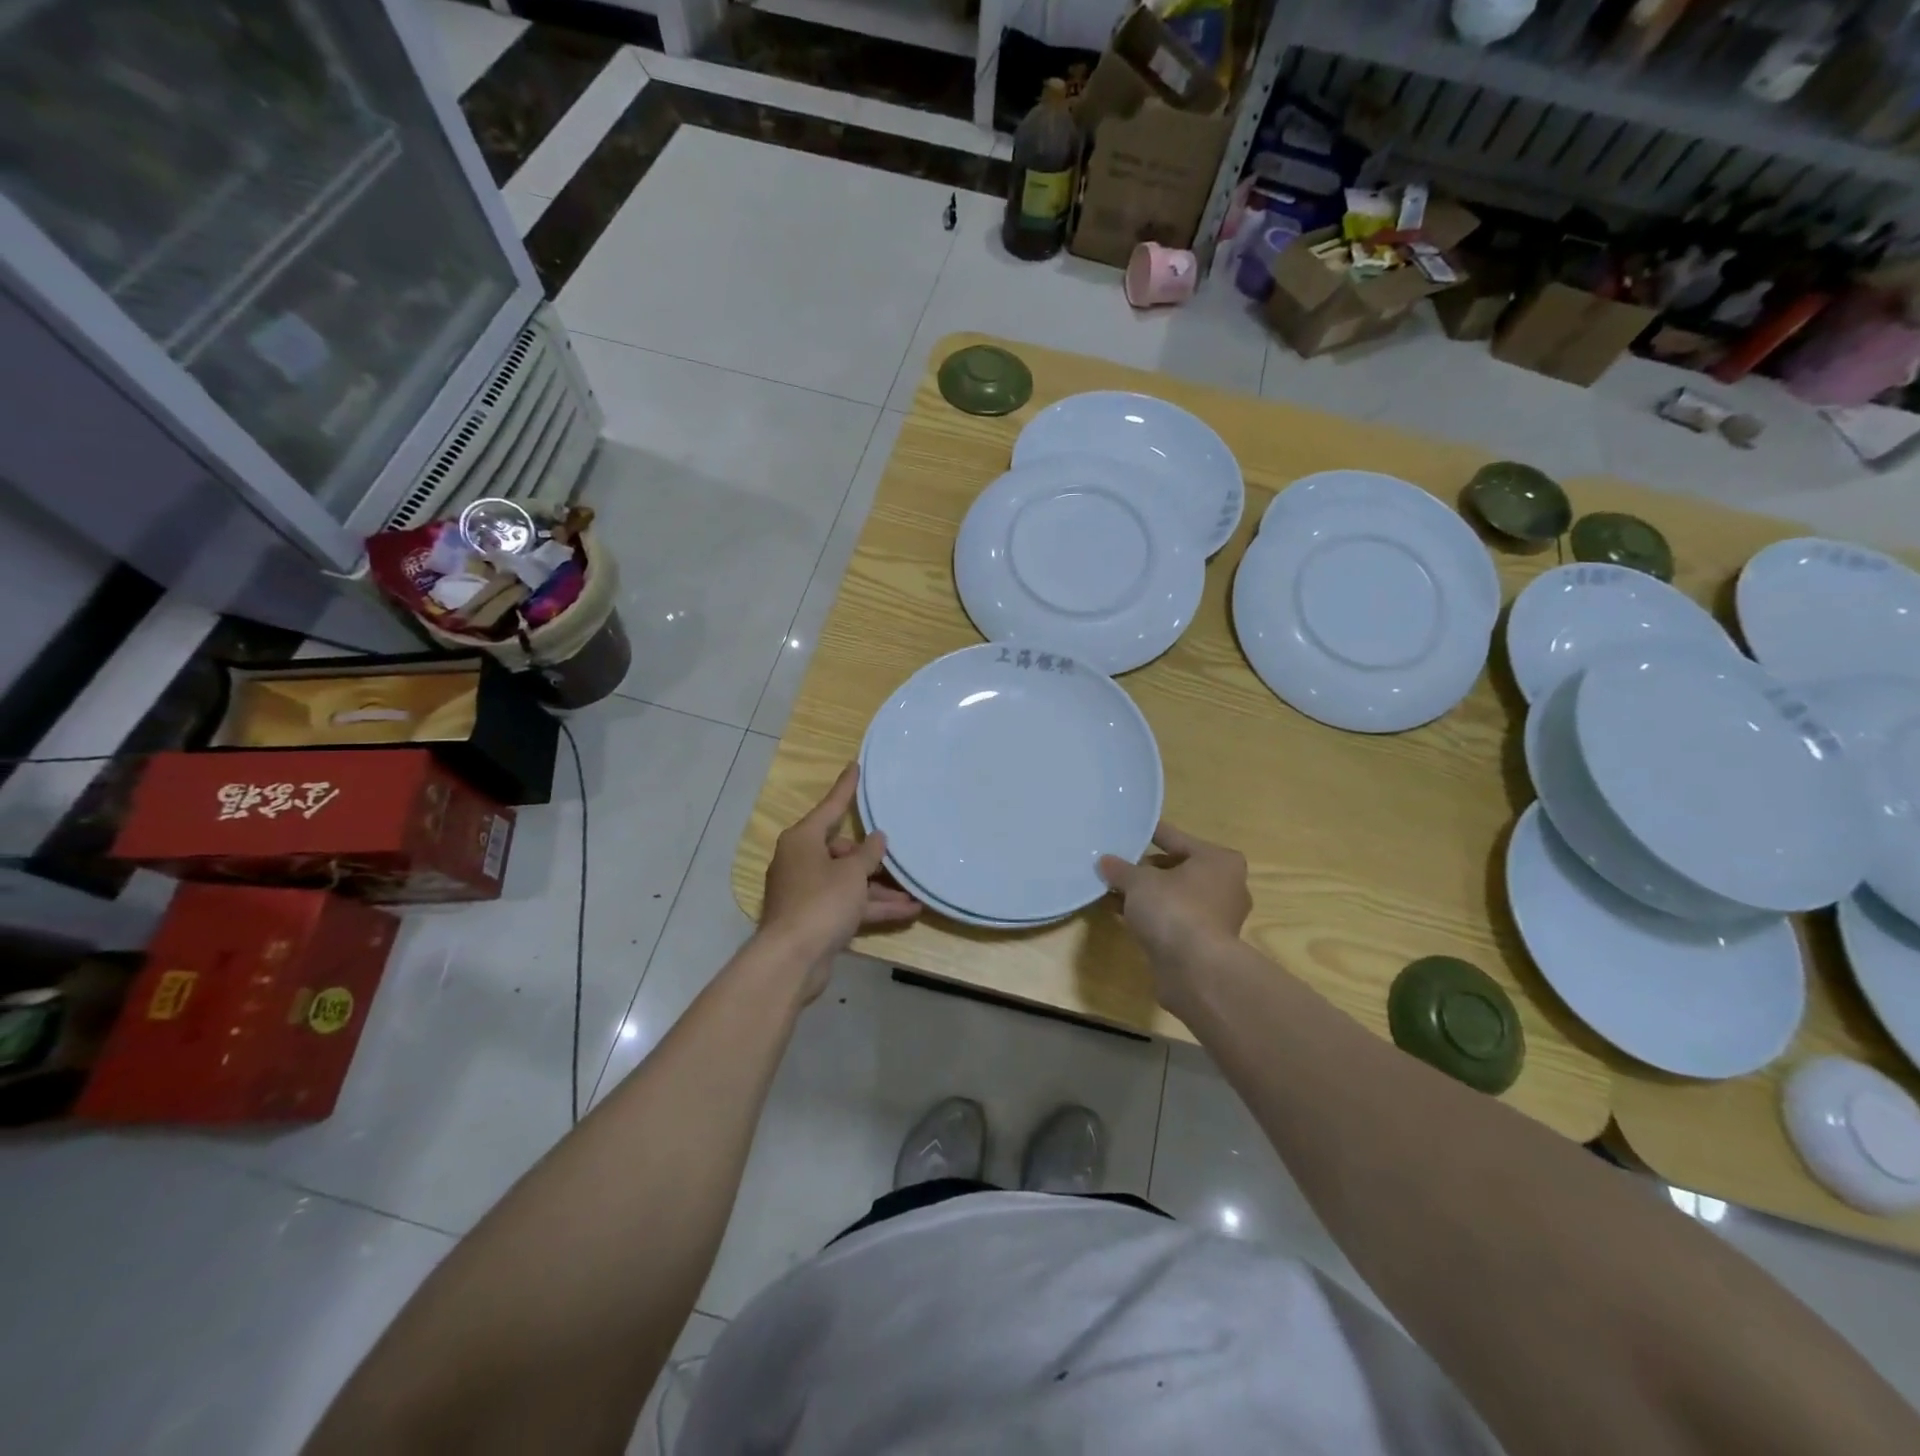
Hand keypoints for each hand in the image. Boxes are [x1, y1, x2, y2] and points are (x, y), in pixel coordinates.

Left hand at [760, 764, 920, 991]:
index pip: (831, 807)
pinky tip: (908, 911)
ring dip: (880, 888)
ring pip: (849, 882)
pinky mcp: (815, 919)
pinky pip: (849, 905)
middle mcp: (801, 862)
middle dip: (872, 858)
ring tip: (915, 891)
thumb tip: (877, 838)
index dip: (846, 788)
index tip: (856, 766)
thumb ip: (868, 854)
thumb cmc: (821, 902)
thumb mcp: (852, 873)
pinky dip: (873, 907)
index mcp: (803, 840)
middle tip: (898, 857)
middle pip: (841, 850)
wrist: (792, 959)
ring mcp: (807, 892)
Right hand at [1098, 822, 1250, 994]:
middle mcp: (1226, 885)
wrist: (1195, 970)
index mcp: (1219, 860)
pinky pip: (1173, 919)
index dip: (1149, 834)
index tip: (1128, 830)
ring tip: (1113, 889)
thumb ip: (1121, 869)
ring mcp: (1217, 917)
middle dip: (1146, 869)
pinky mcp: (1205, 943)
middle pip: (1177, 868)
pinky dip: (1152, 915)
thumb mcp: (1139, 882)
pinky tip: (1124, 914)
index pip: (1176, 838)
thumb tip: (1105, 862)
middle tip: (1117, 865)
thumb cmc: (1174, 909)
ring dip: (1147, 895)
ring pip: (1174, 896)